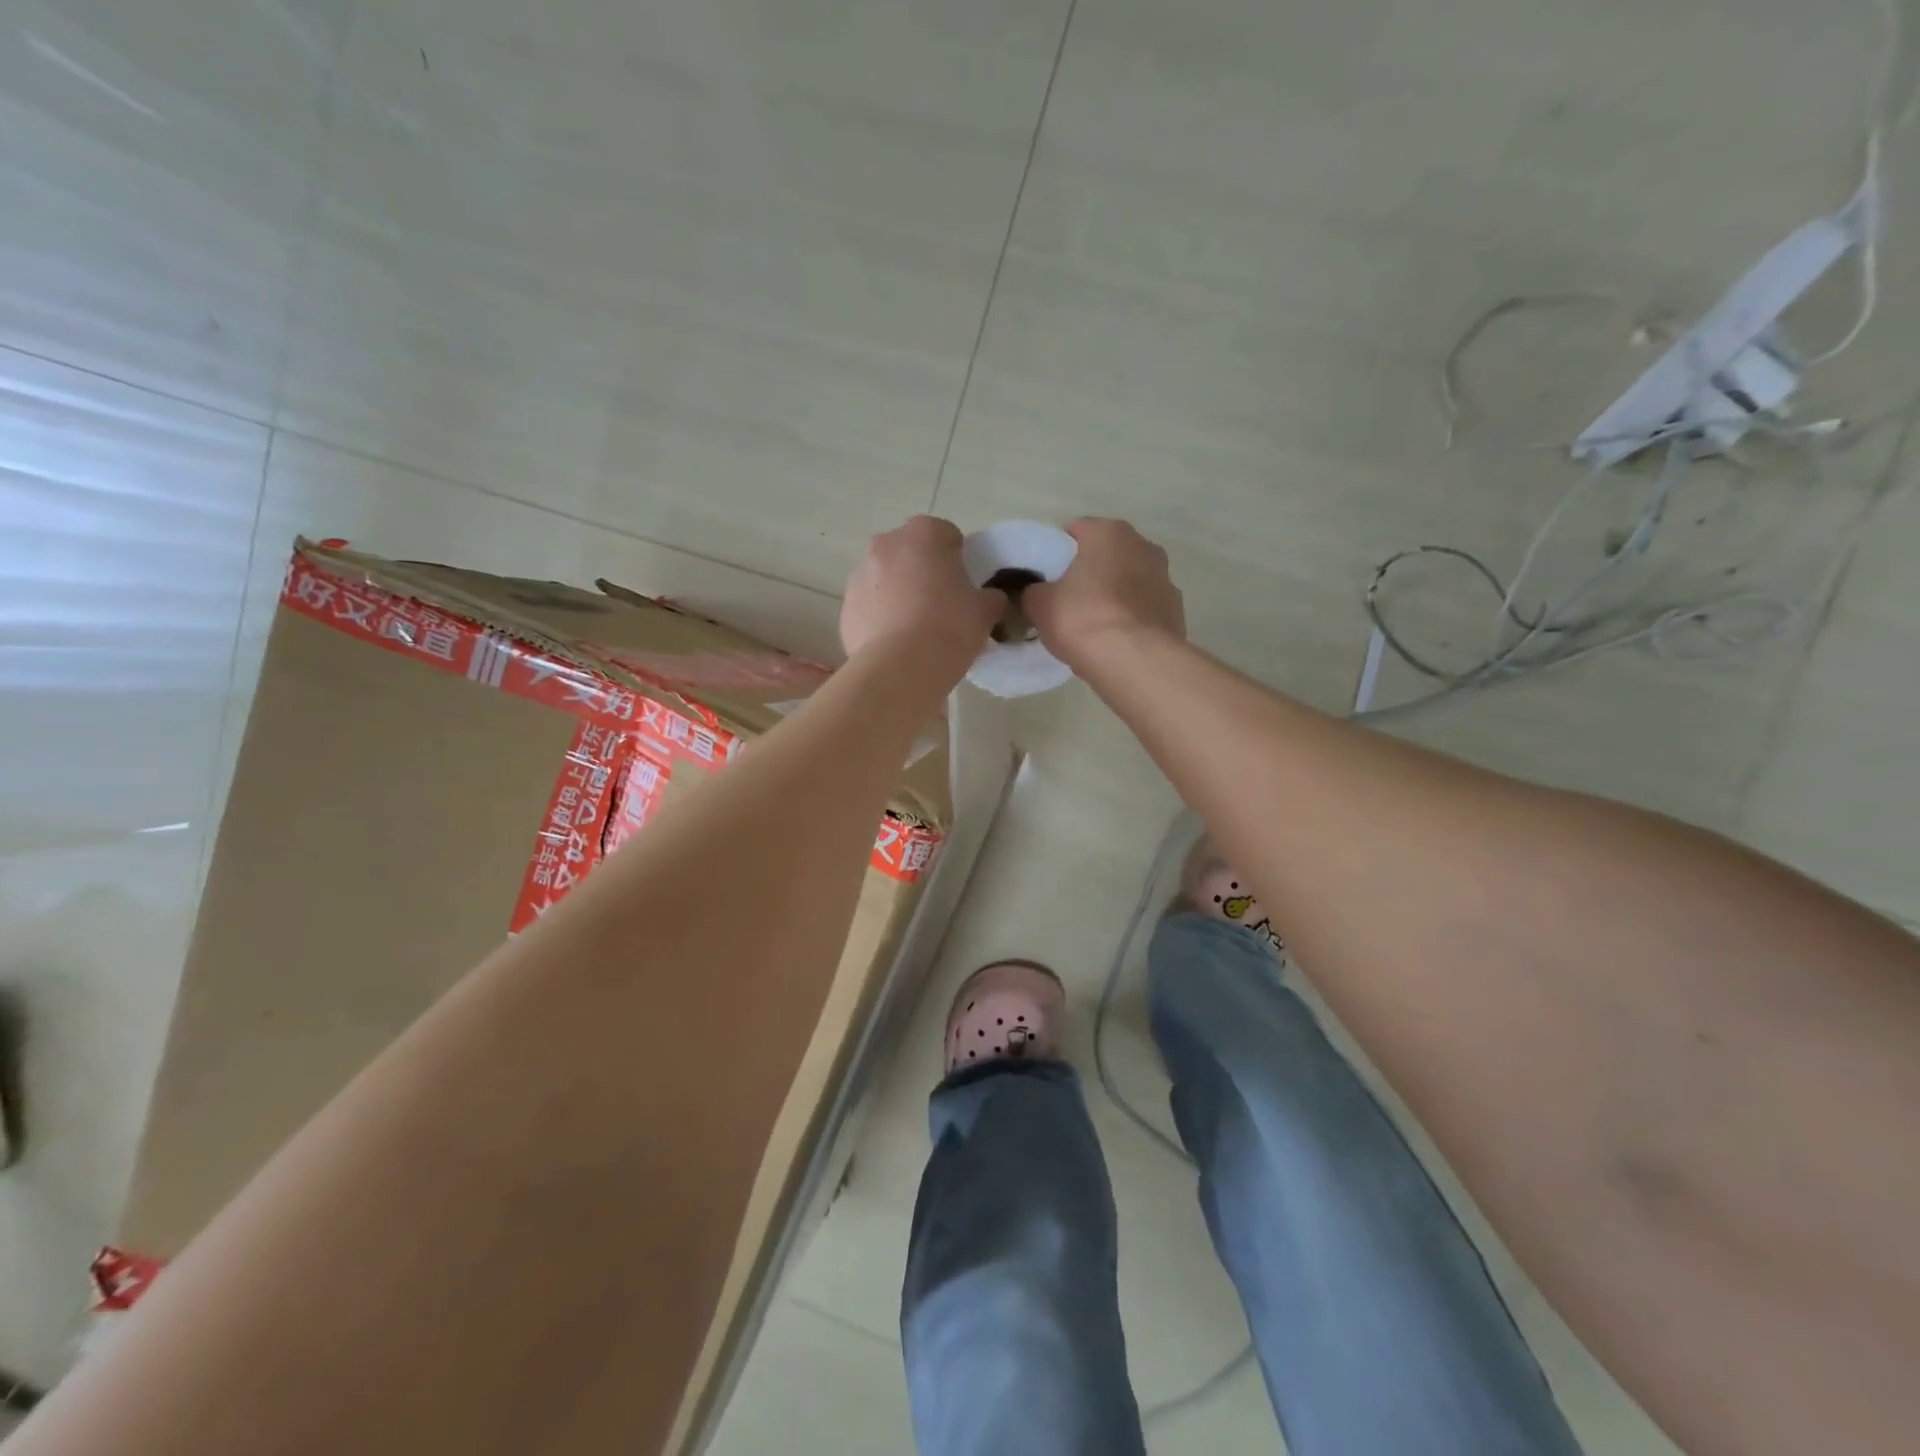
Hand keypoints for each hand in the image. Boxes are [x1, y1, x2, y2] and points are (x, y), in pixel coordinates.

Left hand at [841, 516, 1003, 668]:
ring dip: (899, 593)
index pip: (946, 534)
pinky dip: (880, 617)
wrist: (900, 668)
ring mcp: (860, 574)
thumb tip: (988, 598)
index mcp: (924, 534)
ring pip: (886, 578)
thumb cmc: (949, 628)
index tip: (964, 584)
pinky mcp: (845, 607)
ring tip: (915, 629)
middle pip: (910, 552)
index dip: (958, 558)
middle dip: (923, 571)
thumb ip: (989, 597)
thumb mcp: (985, 611)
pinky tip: (895, 643)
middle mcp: (886, 544)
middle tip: (940, 604)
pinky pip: (870, 606)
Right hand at [1025, 517, 1184, 670]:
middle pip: (1107, 554)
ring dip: (1115, 594)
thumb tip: (1037, 593)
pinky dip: (1132, 618)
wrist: (1134, 660)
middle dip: (1090, 571)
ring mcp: (1165, 578)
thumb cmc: (1082, 618)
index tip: (1046, 576)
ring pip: (1130, 580)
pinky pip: (1145, 608)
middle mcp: (1143, 545)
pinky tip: (1117, 640)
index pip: (1076, 530)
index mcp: (1108, 532)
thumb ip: (1033, 591)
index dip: (1057, 552)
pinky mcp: (1176, 611)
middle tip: (1068, 599)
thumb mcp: (1039, 604)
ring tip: (1094, 624)